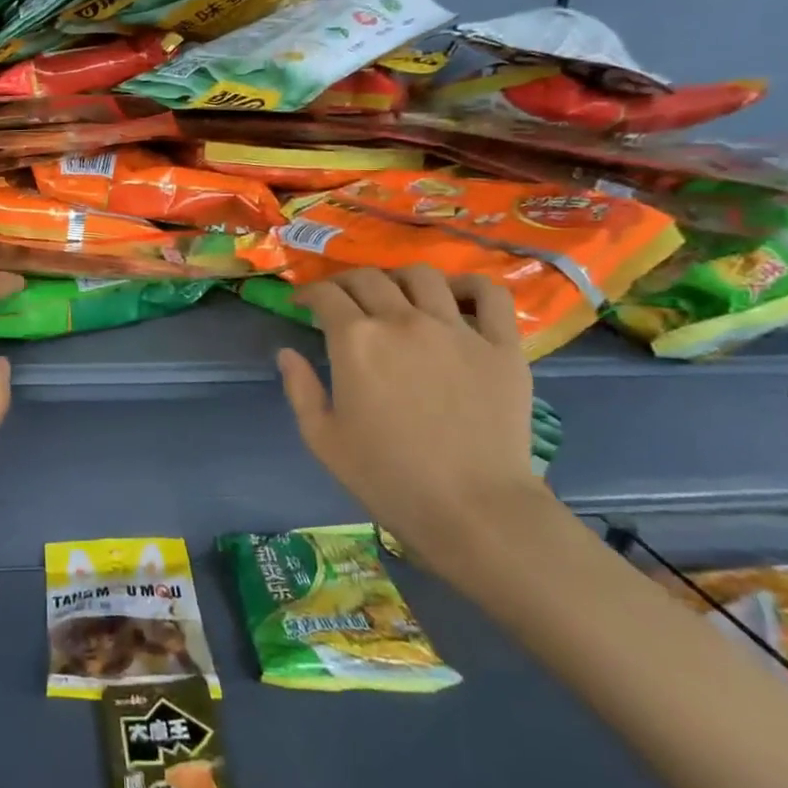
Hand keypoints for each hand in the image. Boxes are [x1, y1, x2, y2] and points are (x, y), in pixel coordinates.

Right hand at [276, 266, 545, 578]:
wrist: (473, 510)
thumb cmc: (387, 478)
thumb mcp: (323, 438)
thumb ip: (300, 388)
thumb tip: (287, 353)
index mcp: (356, 340)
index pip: (326, 295)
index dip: (308, 294)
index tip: (303, 304)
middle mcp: (403, 321)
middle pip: (369, 278)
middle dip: (345, 283)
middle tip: (341, 301)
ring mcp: (456, 329)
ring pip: (422, 276)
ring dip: (398, 279)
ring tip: (395, 297)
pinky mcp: (500, 345)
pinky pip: (488, 295)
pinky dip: (469, 286)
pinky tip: (456, 296)